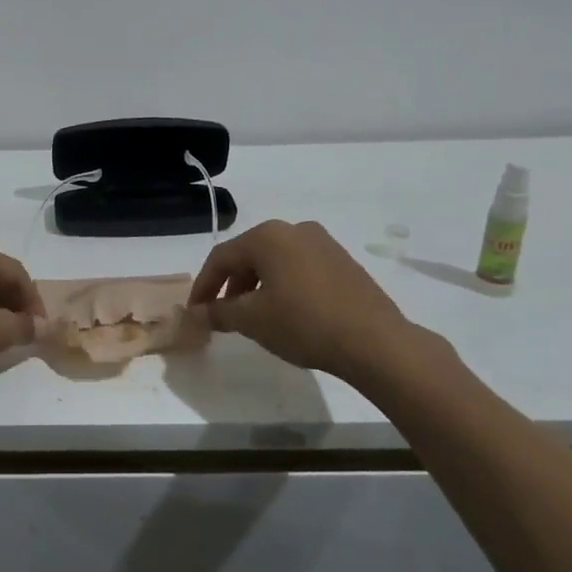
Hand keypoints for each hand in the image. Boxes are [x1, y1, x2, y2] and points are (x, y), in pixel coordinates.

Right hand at [189, 220, 422, 383]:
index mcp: (266, 236)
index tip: (196, 312)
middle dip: (231, 285)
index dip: (204, 285)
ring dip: (257, 286)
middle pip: (248, 255)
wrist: (376, 341)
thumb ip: (218, 312)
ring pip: (275, 261)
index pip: (221, 257)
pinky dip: (283, 285)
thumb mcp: (252, 320)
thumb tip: (195, 313)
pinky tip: (286, 311)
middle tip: (223, 314)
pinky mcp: (342, 260)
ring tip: (254, 316)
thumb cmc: (304, 323)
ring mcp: (322, 242)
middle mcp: (293, 229)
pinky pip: (299, 267)